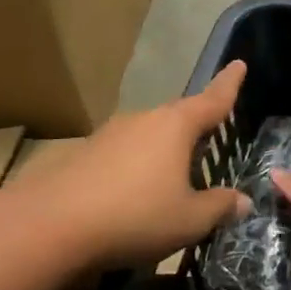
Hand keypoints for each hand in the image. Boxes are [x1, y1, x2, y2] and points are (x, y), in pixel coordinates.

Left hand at [8, 61, 251, 270]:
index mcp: (175, 126)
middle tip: (211, 135)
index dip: (229, 84)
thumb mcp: (189, 220)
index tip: (239, 64)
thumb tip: (242, 201)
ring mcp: (109, 134)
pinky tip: (135, 192)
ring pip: (148, 135)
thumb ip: (219, 207)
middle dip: (196, 124)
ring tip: (174, 173)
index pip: (212, 99)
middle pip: (178, 116)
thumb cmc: (134, 216)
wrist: (48, 226)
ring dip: (164, 149)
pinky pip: (123, 153)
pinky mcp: (83, 154)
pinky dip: (137, 165)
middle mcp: (143, 120)